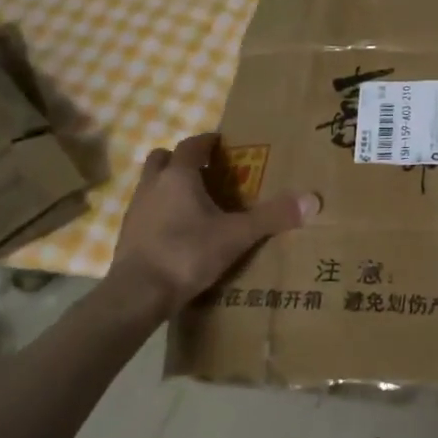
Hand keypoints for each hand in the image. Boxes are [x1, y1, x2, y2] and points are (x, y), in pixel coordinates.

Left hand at [102, 133, 318, 317]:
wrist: (137, 294)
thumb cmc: (187, 253)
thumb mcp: (237, 235)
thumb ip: (272, 217)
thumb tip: (312, 200)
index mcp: (178, 176)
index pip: (192, 145)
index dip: (207, 142)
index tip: (222, 144)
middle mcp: (152, 186)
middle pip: (162, 159)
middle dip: (181, 160)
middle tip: (205, 172)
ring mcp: (134, 211)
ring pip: (150, 185)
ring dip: (167, 187)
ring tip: (193, 203)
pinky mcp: (126, 236)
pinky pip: (145, 212)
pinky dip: (159, 214)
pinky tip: (177, 232)